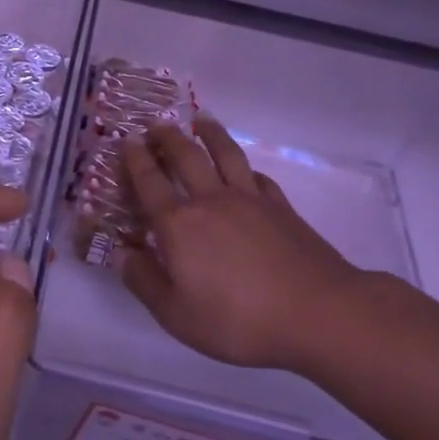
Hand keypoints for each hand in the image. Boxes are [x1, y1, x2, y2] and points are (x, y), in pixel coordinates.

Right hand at [120, 116, 366, 370]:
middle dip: (168, 138)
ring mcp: (251, 200)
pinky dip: (246, 168)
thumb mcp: (176, 314)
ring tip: (201, 120)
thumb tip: (121, 253)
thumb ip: (144, 281)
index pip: (150, 183)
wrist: (317, 312)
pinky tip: (246, 169)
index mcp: (179, 225)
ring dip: (210, 134)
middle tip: (157, 124)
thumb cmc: (238, 320)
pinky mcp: (282, 208)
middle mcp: (211, 201)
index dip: (136, 160)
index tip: (128, 140)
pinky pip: (258, 177)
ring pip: (226, 155)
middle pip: (186, 158)